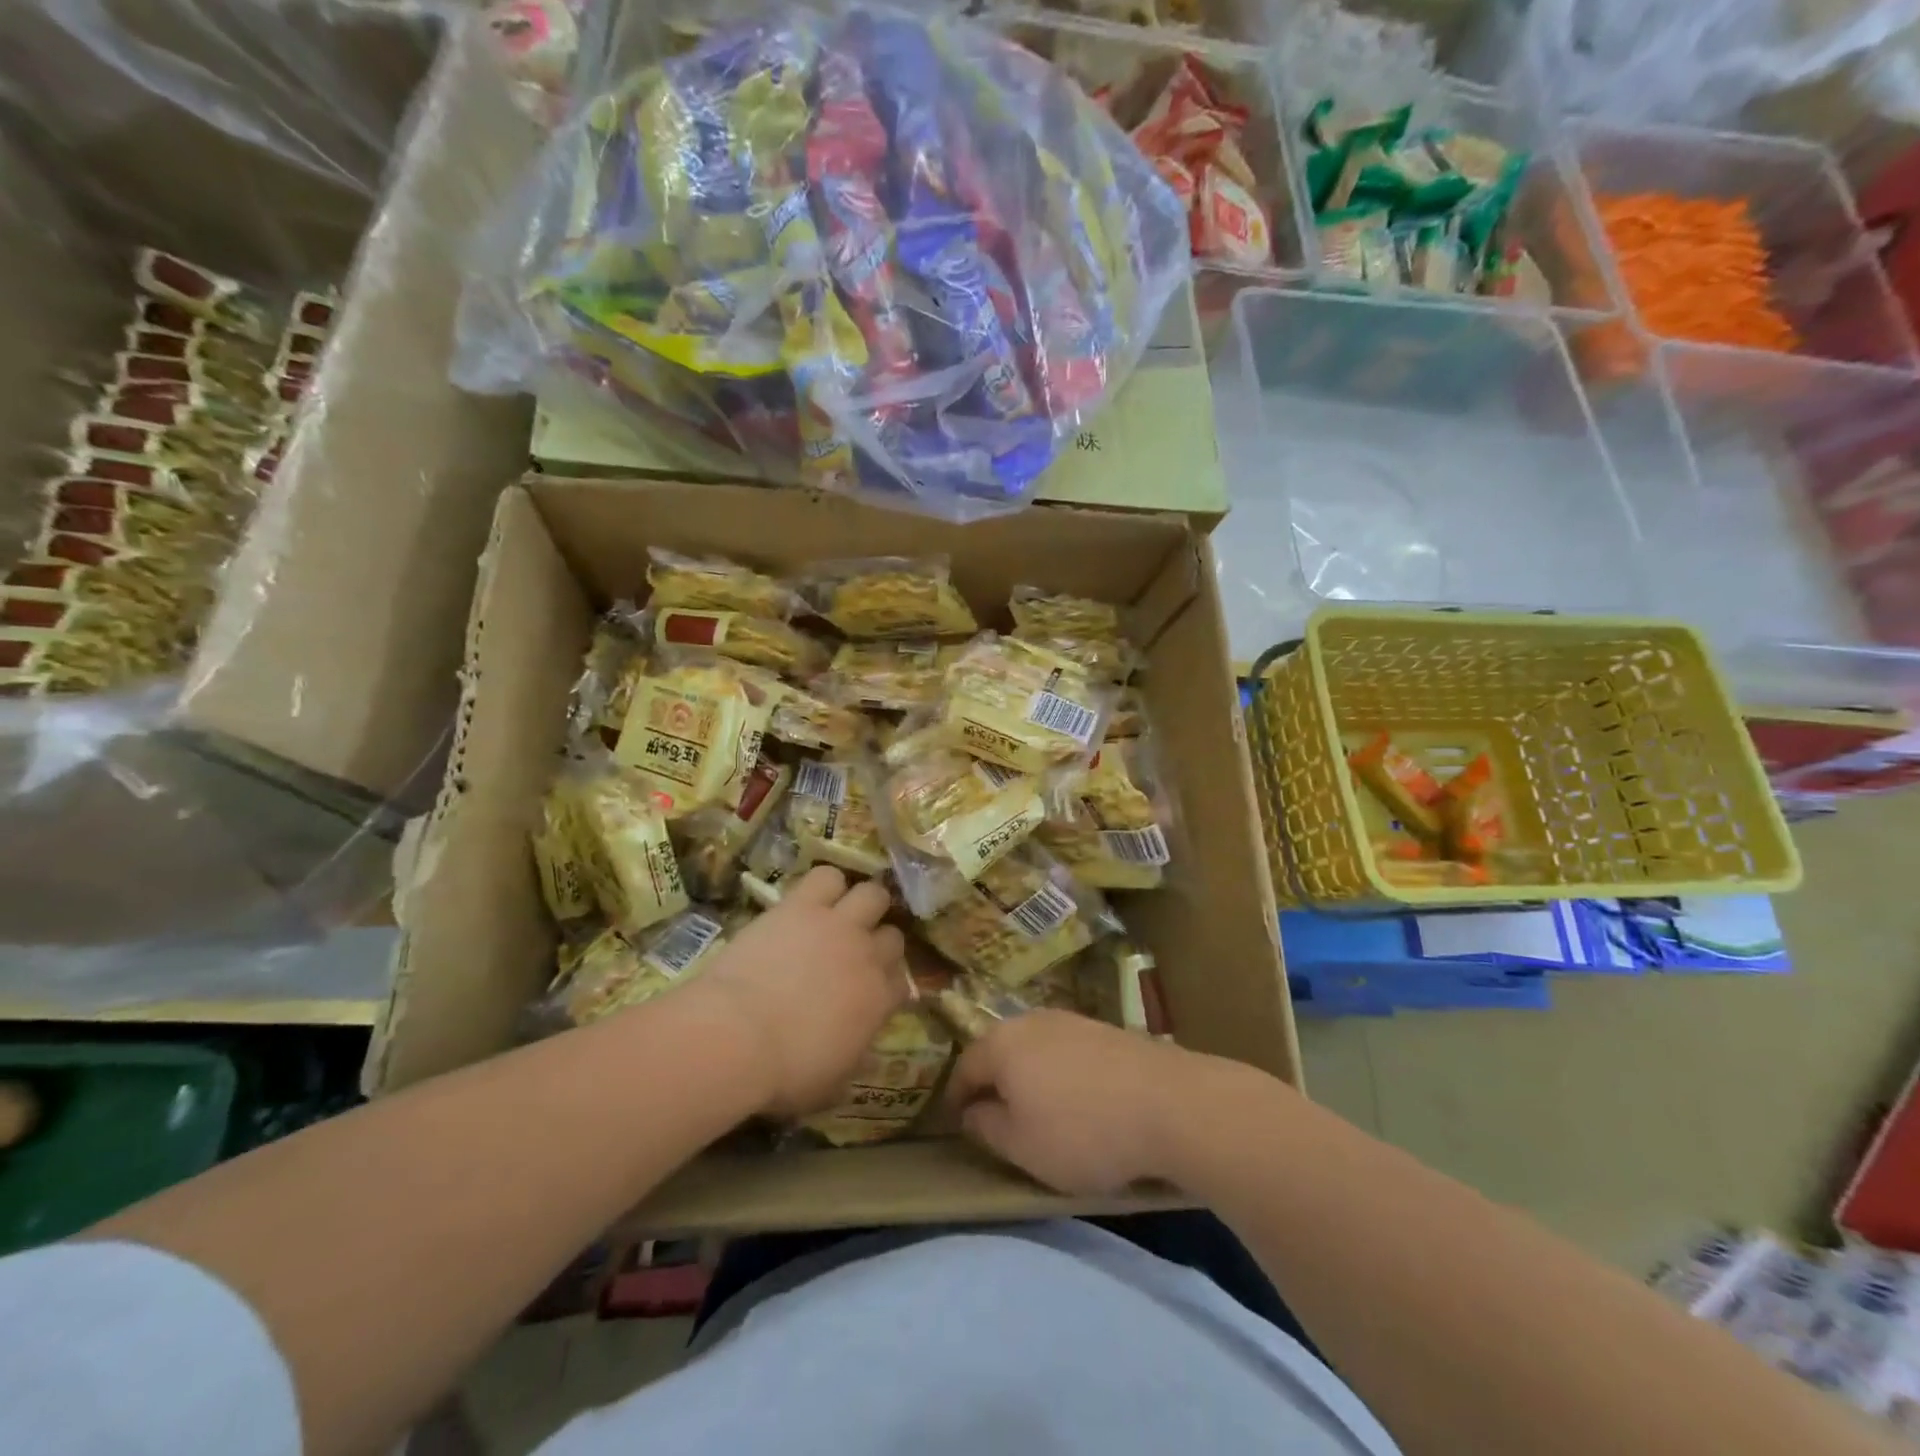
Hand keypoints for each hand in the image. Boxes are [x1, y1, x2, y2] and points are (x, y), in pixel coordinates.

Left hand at [689, 866, 908, 1118]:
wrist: (737, 1036)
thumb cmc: (783, 1073)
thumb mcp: (830, 1083)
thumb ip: (854, 1058)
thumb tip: (861, 1049)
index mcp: (879, 1002)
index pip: (902, 982)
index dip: (887, 984)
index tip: (872, 990)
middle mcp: (867, 956)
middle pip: (893, 935)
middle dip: (879, 941)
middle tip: (856, 951)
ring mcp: (837, 925)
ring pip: (872, 894)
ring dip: (862, 903)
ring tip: (843, 913)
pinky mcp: (802, 905)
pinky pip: (827, 875)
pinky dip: (825, 884)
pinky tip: (813, 897)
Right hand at [946, 1010, 1202, 1195]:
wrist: (1170, 1104)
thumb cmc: (1083, 1131)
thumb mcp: (1022, 1147)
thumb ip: (987, 1127)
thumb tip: (971, 1111)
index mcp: (1002, 1043)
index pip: (964, 1068)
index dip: (955, 1098)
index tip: (956, 1125)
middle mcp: (1031, 1021)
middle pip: (1000, 1050)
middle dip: (993, 1082)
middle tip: (995, 1117)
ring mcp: (1071, 1020)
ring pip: (1035, 1048)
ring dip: (1029, 1076)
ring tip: (1038, 1110)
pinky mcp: (1104, 1029)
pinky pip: (1066, 1051)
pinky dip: (1061, 1074)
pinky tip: (1078, 1100)